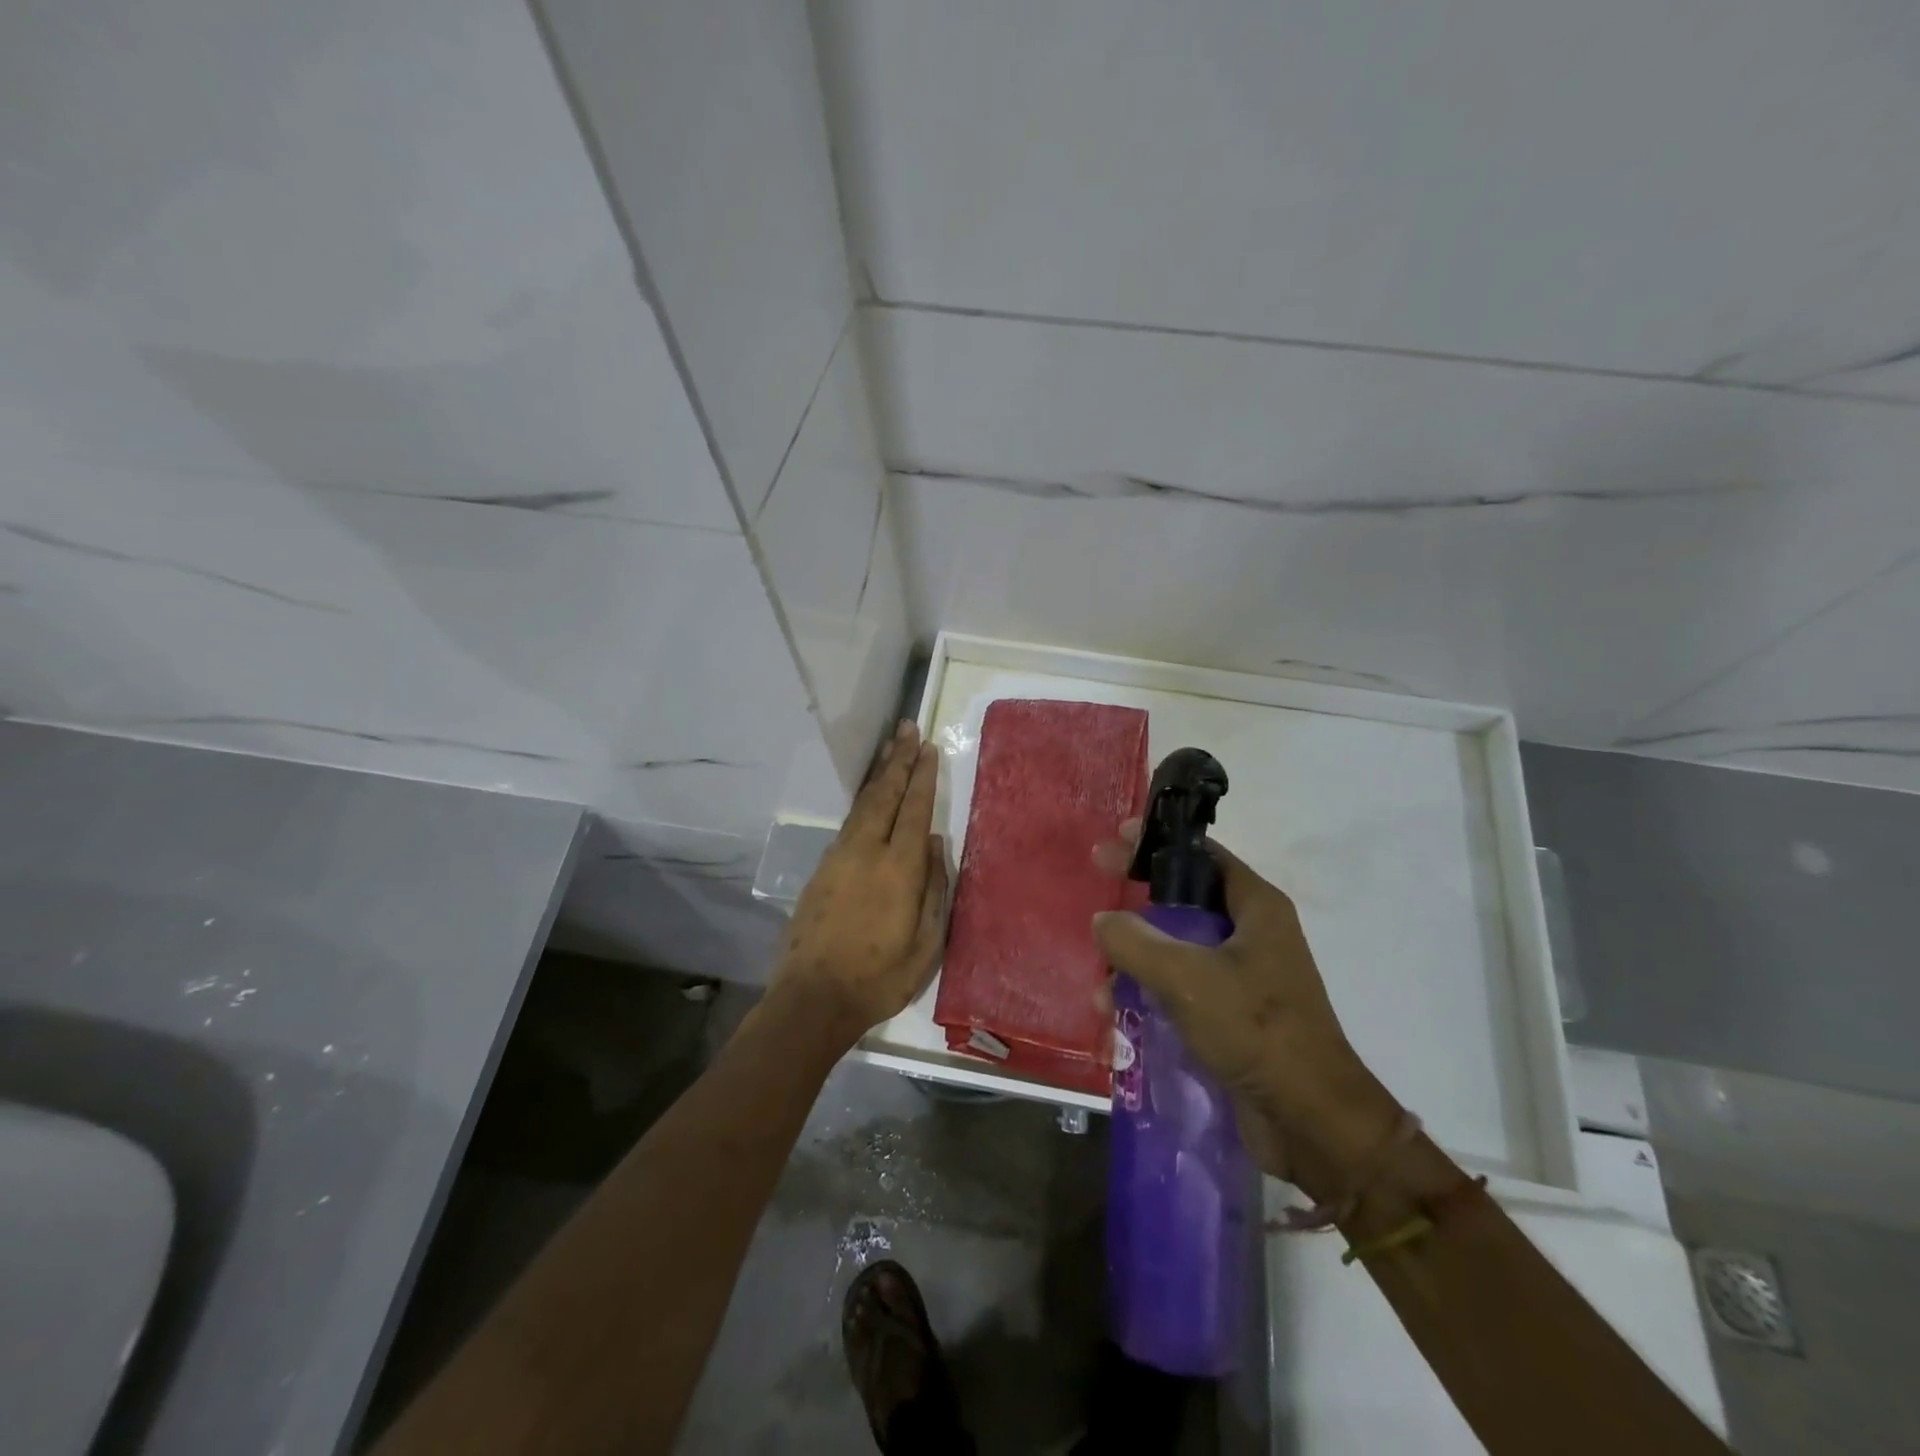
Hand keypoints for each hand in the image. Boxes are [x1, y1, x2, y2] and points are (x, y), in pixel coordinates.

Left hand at [776, 721, 949, 1038]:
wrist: (813, 999)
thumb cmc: (879, 978)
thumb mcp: (926, 945)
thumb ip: (935, 889)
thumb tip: (937, 844)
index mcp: (899, 869)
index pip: (914, 810)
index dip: (922, 777)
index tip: (928, 748)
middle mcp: (867, 852)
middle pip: (884, 795)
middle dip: (898, 760)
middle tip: (907, 729)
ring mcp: (839, 858)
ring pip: (862, 804)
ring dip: (878, 774)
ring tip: (889, 748)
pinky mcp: (822, 870)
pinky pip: (848, 823)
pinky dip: (862, 801)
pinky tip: (869, 797)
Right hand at [1092, 823, 1400, 1197]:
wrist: (1313, 1122)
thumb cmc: (1256, 1030)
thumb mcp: (1187, 978)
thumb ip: (1136, 942)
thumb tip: (1103, 920)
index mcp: (1256, 907)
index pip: (1202, 854)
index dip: (1158, 842)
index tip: (1116, 838)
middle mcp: (1251, 933)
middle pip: (1185, 901)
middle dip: (1138, 905)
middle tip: (1097, 899)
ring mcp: (1243, 976)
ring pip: (1178, 950)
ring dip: (1137, 962)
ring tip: (1101, 987)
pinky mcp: (1233, 1015)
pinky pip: (1182, 989)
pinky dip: (1150, 995)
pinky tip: (1119, 1018)